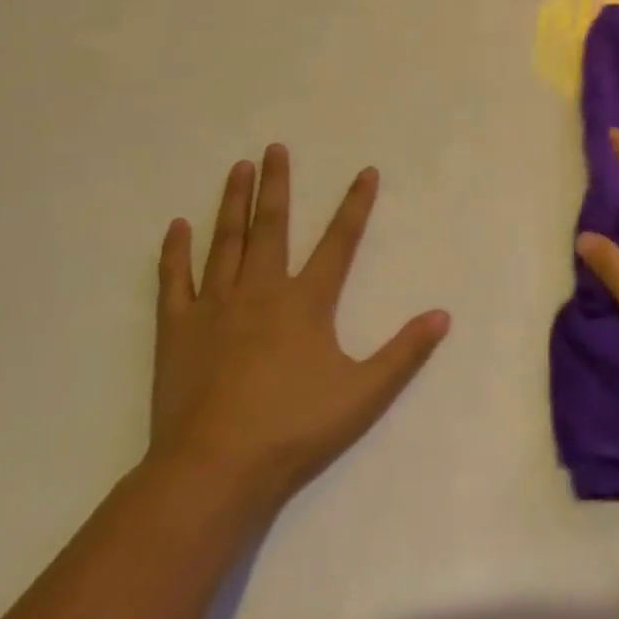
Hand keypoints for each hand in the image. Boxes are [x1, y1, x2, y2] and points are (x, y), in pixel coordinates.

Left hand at [149, 145, 449, 516]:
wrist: (214, 470)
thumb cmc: (293, 429)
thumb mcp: (363, 394)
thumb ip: (404, 353)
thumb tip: (443, 316)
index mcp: (307, 301)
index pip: (339, 240)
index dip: (355, 204)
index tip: (365, 171)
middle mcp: (261, 290)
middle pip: (272, 225)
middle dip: (276, 184)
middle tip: (274, 148)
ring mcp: (215, 306)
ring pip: (226, 241)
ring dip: (233, 202)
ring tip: (237, 168)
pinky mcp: (177, 328)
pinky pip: (175, 280)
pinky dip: (176, 251)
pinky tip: (177, 226)